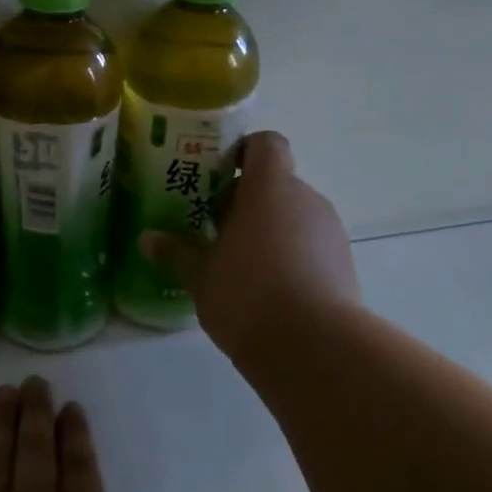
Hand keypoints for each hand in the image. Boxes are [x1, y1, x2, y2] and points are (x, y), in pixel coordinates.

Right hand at [141, 130, 359, 360]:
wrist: (314, 346)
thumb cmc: (247, 295)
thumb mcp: (200, 276)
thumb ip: (176, 253)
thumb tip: (148, 239)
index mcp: (270, 188)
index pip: (266, 144)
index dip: (243, 152)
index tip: (217, 177)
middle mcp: (306, 199)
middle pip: (276, 183)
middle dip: (246, 202)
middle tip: (215, 231)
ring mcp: (330, 231)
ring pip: (293, 216)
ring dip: (268, 231)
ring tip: (239, 266)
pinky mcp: (343, 264)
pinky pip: (310, 245)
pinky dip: (289, 256)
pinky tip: (267, 290)